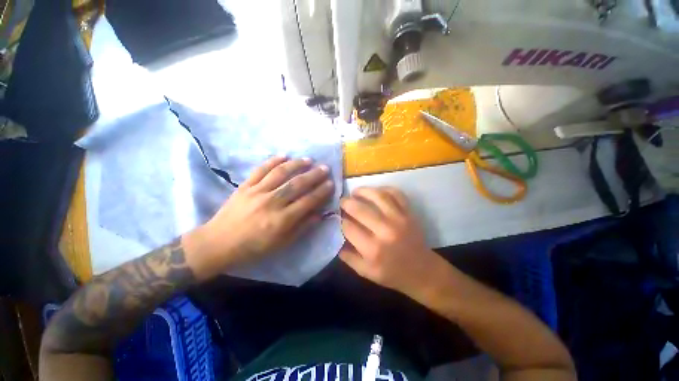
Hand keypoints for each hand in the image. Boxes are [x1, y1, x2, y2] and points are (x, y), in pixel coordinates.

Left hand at [185, 156, 333, 275]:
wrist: (218, 243)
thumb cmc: (253, 247)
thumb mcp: (281, 244)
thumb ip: (302, 228)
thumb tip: (319, 215)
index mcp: (281, 220)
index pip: (307, 202)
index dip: (321, 192)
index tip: (331, 184)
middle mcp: (271, 203)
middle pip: (297, 185)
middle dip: (314, 175)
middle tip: (325, 168)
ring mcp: (257, 192)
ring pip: (280, 174)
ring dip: (296, 165)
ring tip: (308, 160)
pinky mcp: (245, 186)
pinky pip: (260, 170)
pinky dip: (273, 161)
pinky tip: (284, 155)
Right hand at [339, 187, 450, 298]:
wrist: (423, 272)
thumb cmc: (393, 274)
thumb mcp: (366, 272)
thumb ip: (348, 257)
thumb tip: (337, 237)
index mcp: (373, 249)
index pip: (349, 227)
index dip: (340, 220)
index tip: (338, 217)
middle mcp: (385, 231)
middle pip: (360, 209)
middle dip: (346, 202)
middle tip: (342, 201)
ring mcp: (399, 219)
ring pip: (378, 196)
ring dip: (363, 191)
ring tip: (355, 192)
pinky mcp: (409, 213)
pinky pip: (396, 194)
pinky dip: (384, 189)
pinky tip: (375, 192)